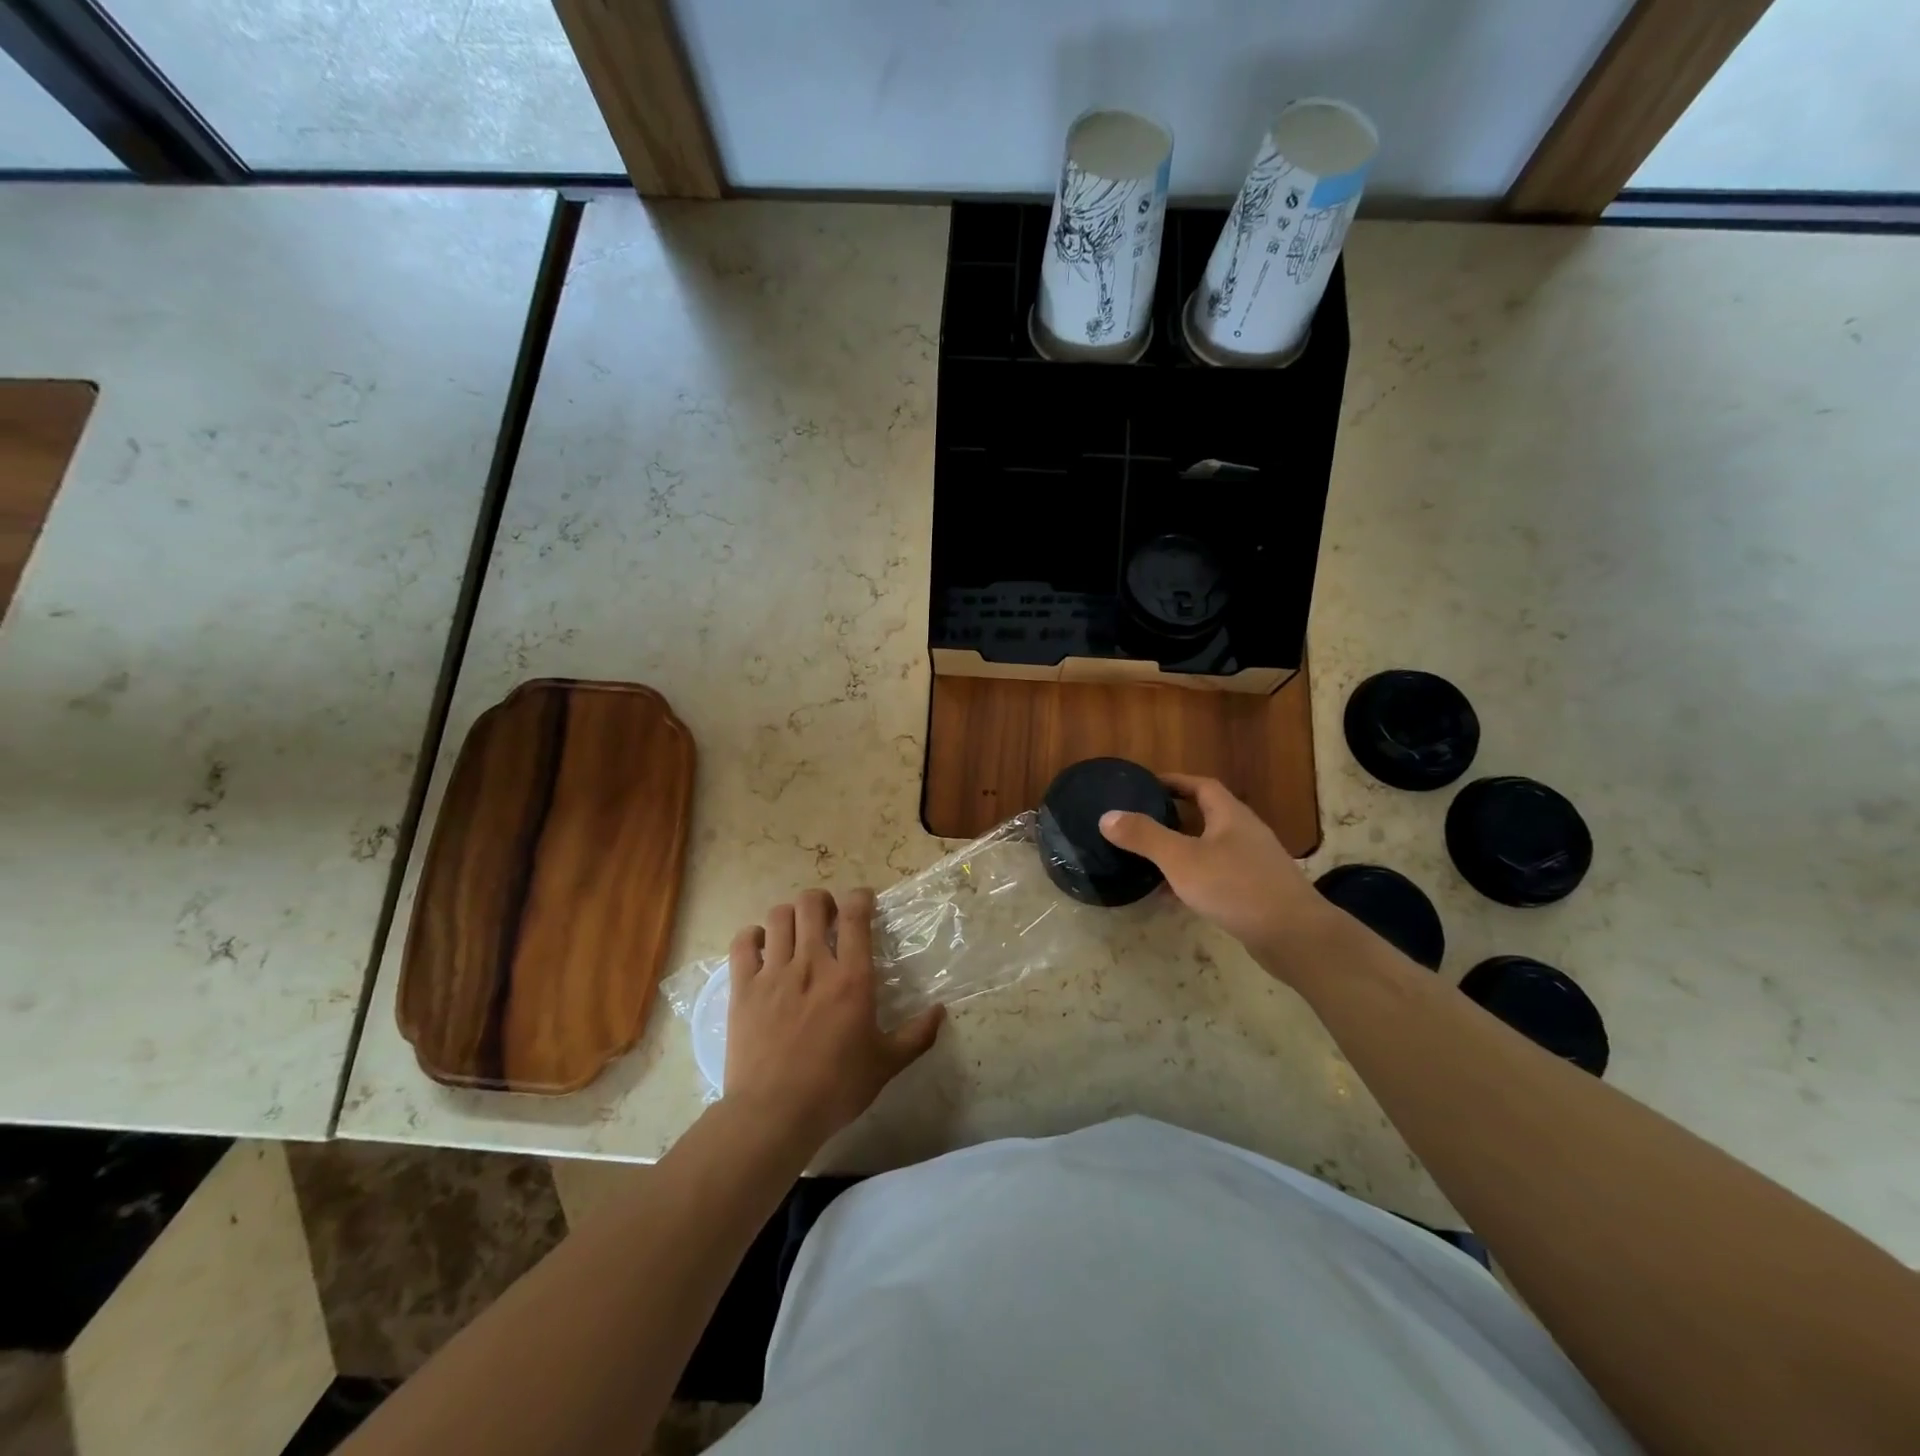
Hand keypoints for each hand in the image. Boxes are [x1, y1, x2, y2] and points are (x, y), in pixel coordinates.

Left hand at [724, 887, 943, 1149]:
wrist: (774, 1114)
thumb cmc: (836, 1089)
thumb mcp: (885, 1065)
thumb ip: (916, 1036)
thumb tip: (940, 1011)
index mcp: (851, 978)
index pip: (856, 915)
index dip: (860, 897)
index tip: (863, 901)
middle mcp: (812, 964)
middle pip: (811, 903)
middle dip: (822, 900)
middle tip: (827, 916)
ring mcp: (774, 973)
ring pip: (778, 916)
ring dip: (790, 915)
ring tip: (795, 931)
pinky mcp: (743, 988)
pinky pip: (743, 942)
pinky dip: (752, 936)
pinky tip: (761, 947)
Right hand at [1099, 774, 1327, 969]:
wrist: (1294, 935)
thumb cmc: (1235, 887)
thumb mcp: (1181, 859)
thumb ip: (1144, 837)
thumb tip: (1107, 816)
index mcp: (1230, 815)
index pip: (1201, 785)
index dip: (1174, 781)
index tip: (1147, 785)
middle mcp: (1246, 833)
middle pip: (1207, 815)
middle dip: (1175, 816)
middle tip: (1142, 821)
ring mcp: (1255, 863)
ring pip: (1212, 848)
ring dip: (1183, 849)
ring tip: (1151, 858)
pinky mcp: (1258, 892)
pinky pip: (1219, 875)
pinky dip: (1195, 877)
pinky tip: (1175, 896)